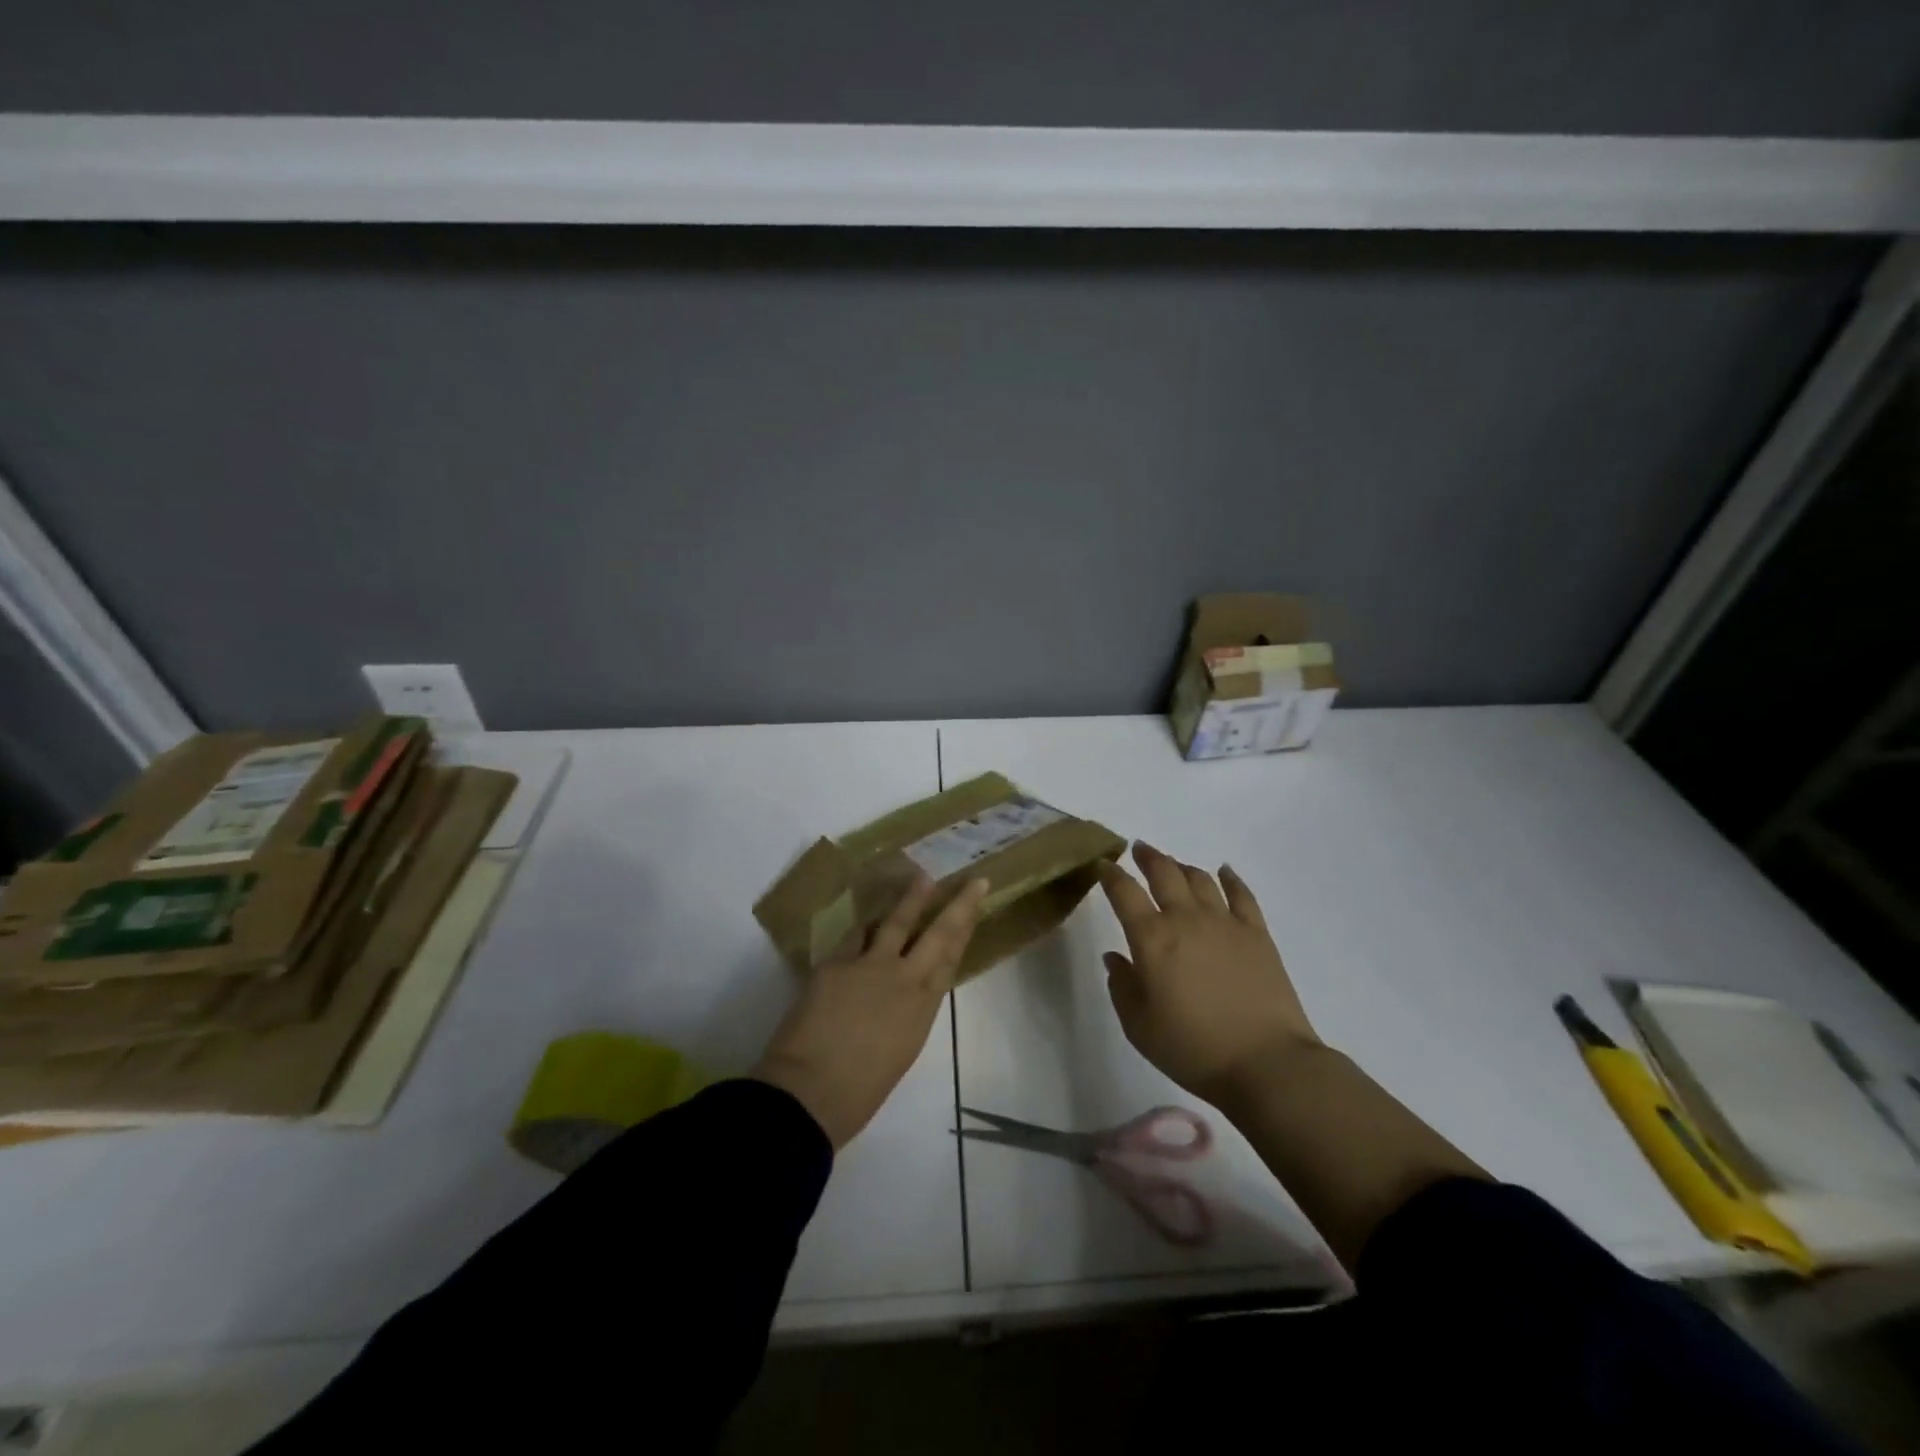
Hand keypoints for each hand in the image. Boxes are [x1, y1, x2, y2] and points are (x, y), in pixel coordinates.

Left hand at [752, 875, 987, 1149]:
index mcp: (923, 1009)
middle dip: (957, 905)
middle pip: (938, 934)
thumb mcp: (899, 1051)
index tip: (975, 906)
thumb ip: (906, 1015)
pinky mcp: (837, 962)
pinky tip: (868, 919)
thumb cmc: (859, 1092)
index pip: (950, 959)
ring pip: (897, 923)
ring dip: (911, 899)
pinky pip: (855, 936)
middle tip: (972, 881)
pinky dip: (864, 927)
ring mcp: (870, 966)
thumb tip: (902, 996)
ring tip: (922, 877)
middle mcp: (904, 980)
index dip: (965, 930)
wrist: (811, 1092)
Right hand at [1098, 842, 1320, 1103]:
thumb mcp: (1138, 1026)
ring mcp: (1225, 922)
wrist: (1265, 1063)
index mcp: (1152, 938)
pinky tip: (1224, 872)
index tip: (1103, 865)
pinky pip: (1242, 894)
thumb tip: (1115, 957)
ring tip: (1174, 865)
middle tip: (1138, 849)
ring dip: (1182, 866)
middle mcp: (1186, 919)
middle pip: (1164, 873)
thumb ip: (1122, 986)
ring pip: (1200, 878)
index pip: (1124, 893)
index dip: (1110, 875)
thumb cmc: (1192, 1049)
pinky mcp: (1257, 933)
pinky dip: (1231, 878)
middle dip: (1147, 857)